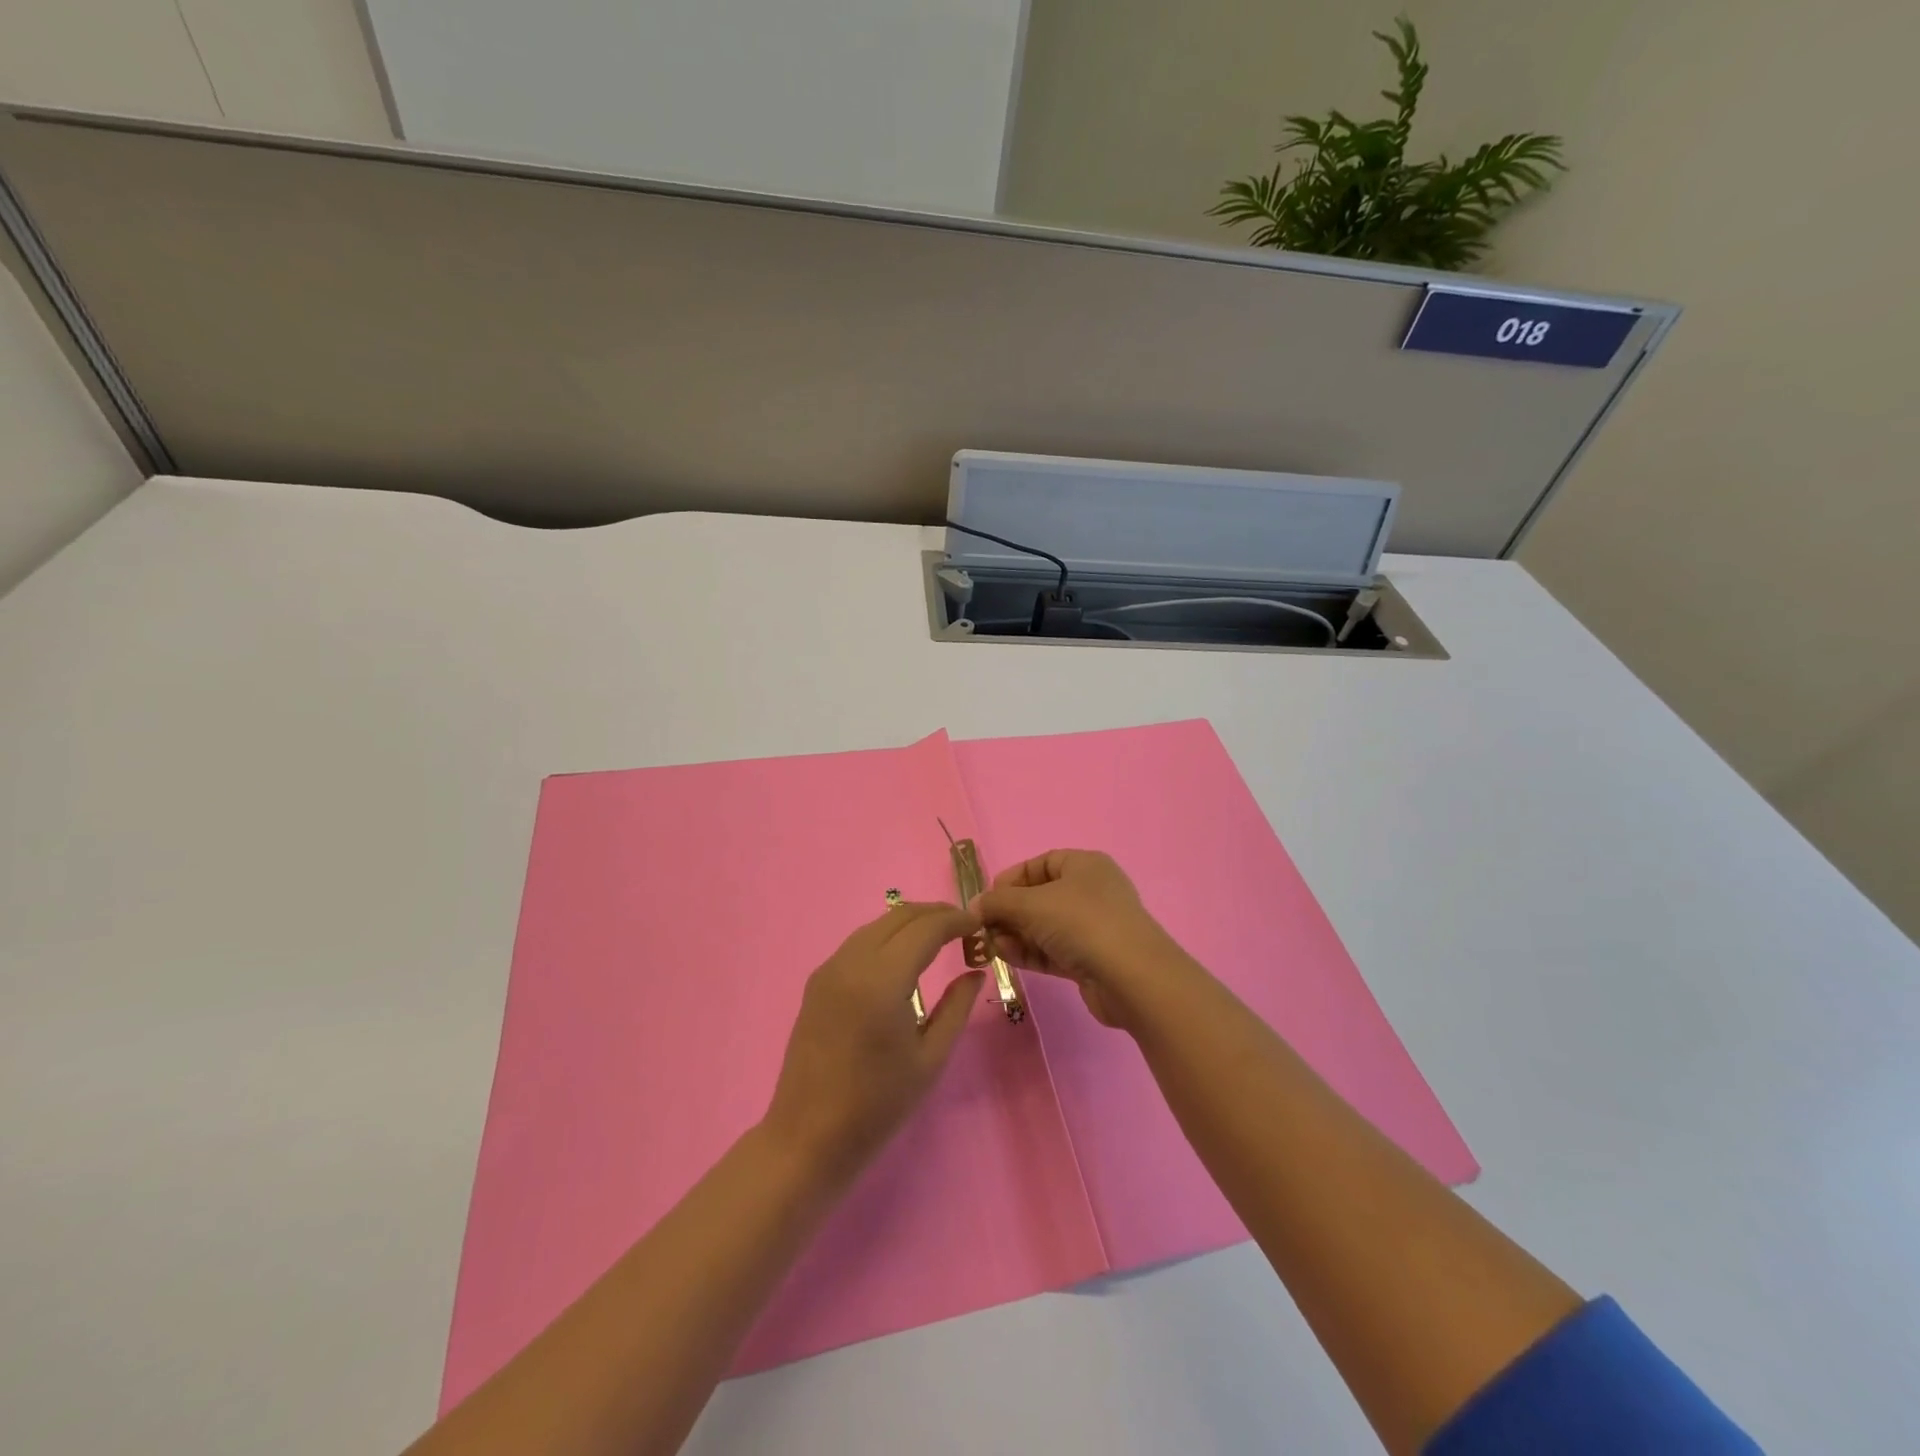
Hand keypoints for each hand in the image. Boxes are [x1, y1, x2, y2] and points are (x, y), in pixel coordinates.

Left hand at [762, 902, 984, 1183]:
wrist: (808, 1138)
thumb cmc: (877, 1106)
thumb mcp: (930, 1058)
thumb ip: (956, 1007)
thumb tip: (975, 971)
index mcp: (882, 981)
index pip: (925, 928)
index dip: (955, 920)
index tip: (979, 925)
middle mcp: (852, 963)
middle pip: (900, 917)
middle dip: (935, 914)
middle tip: (964, 927)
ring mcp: (829, 969)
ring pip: (877, 925)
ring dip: (910, 923)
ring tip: (939, 937)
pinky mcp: (817, 981)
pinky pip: (858, 943)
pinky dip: (886, 937)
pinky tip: (902, 956)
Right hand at [974, 850, 1197, 1030]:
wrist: (1131, 978)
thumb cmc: (1081, 923)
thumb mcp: (1031, 904)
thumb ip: (998, 902)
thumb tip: (973, 906)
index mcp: (1084, 866)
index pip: (1040, 864)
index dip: (1010, 878)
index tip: (986, 898)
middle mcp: (1090, 892)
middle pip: (1039, 896)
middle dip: (1008, 912)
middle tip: (982, 928)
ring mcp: (1092, 928)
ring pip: (1043, 926)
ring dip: (1015, 934)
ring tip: (991, 945)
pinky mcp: (1090, 960)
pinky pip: (1051, 950)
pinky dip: (1029, 952)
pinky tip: (1007, 956)